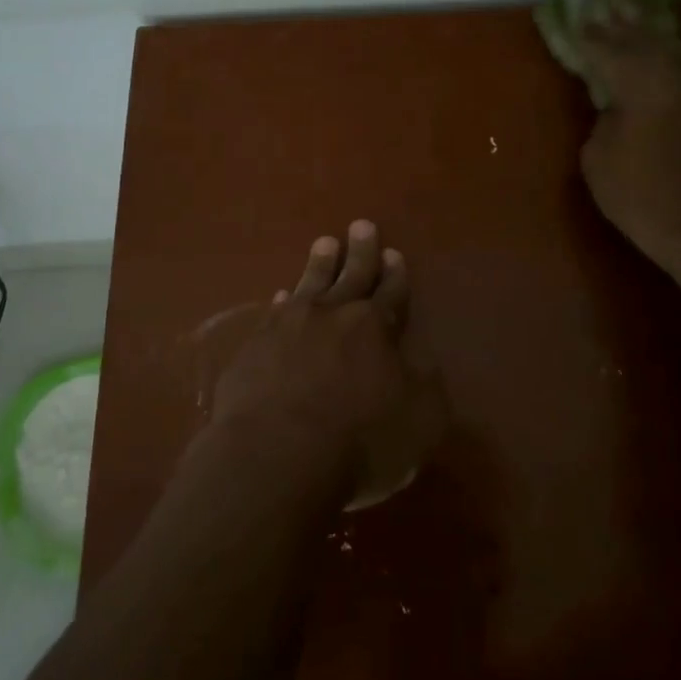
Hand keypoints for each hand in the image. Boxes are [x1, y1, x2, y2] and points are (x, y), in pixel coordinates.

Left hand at [208, 220, 444, 504]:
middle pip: (350, 275)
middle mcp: (331, 314)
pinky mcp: (255, 345)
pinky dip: (283, 301)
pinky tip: (282, 296)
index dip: (395, 275)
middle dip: (360, 252)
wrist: (275, 454)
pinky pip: (274, 312)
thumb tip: (424, 363)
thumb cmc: (357, 442)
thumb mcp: (418, 423)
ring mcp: (288, 325)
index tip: (394, 254)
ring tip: (325, 243)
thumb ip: (425, 388)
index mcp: (373, 327)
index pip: (390, 294)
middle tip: (362, 225)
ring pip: (310, 283)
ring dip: (320, 263)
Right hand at [578, 19, 680, 270]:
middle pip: (645, 42)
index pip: (610, 50)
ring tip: (632, 21)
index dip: (591, 36)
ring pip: (668, 55)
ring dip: (647, 38)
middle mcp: (676, 80)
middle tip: (609, 3)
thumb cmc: (641, 195)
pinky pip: (680, 75)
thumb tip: (615, 109)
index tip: (578, 18)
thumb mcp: (599, 158)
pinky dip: (662, 62)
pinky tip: (655, 62)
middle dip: (624, 24)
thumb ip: (603, 121)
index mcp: (643, 85)